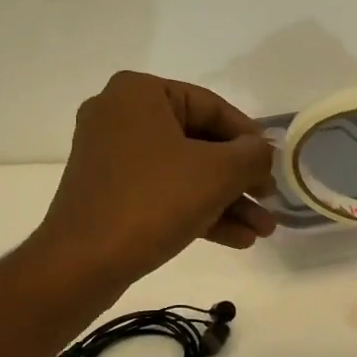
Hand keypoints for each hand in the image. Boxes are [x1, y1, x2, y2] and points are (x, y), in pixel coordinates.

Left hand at [36, 72, 277, 282]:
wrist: (81, 263)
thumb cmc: (152, 201)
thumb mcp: (217, 173)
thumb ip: (252, 155)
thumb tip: (262, 153)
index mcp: (139, 92)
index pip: (212, 106)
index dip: (250, 139)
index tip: (275, 167)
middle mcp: (120, 114)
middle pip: (198, 141)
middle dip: (239, 179)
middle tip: (270, 202)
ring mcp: (110, 155)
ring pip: (183, 171)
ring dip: (225, 200)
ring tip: (262, 231)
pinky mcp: (108, 191)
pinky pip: (162, 191)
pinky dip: (197, 210)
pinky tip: (237, 239)